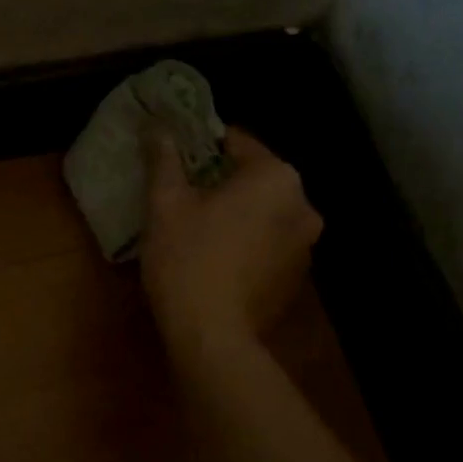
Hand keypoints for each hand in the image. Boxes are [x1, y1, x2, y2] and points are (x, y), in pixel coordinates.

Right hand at [141, 128, 322, 362]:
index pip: (238, 142)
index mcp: (276, 177)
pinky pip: (269, 242)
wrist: (211, 334)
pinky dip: (248, 241)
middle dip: (222, 181)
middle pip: (256, 178)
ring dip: (238, 212)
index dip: (202, 146)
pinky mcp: (297, 276)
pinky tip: (217, 258)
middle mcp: (303, 204)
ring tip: (199, 228)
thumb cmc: (187, 258)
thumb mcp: (166, 203)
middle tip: (183, 194)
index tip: (177, 157)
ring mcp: (306, 244)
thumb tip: (156, 127)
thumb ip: (165, 160)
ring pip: (264, 212)